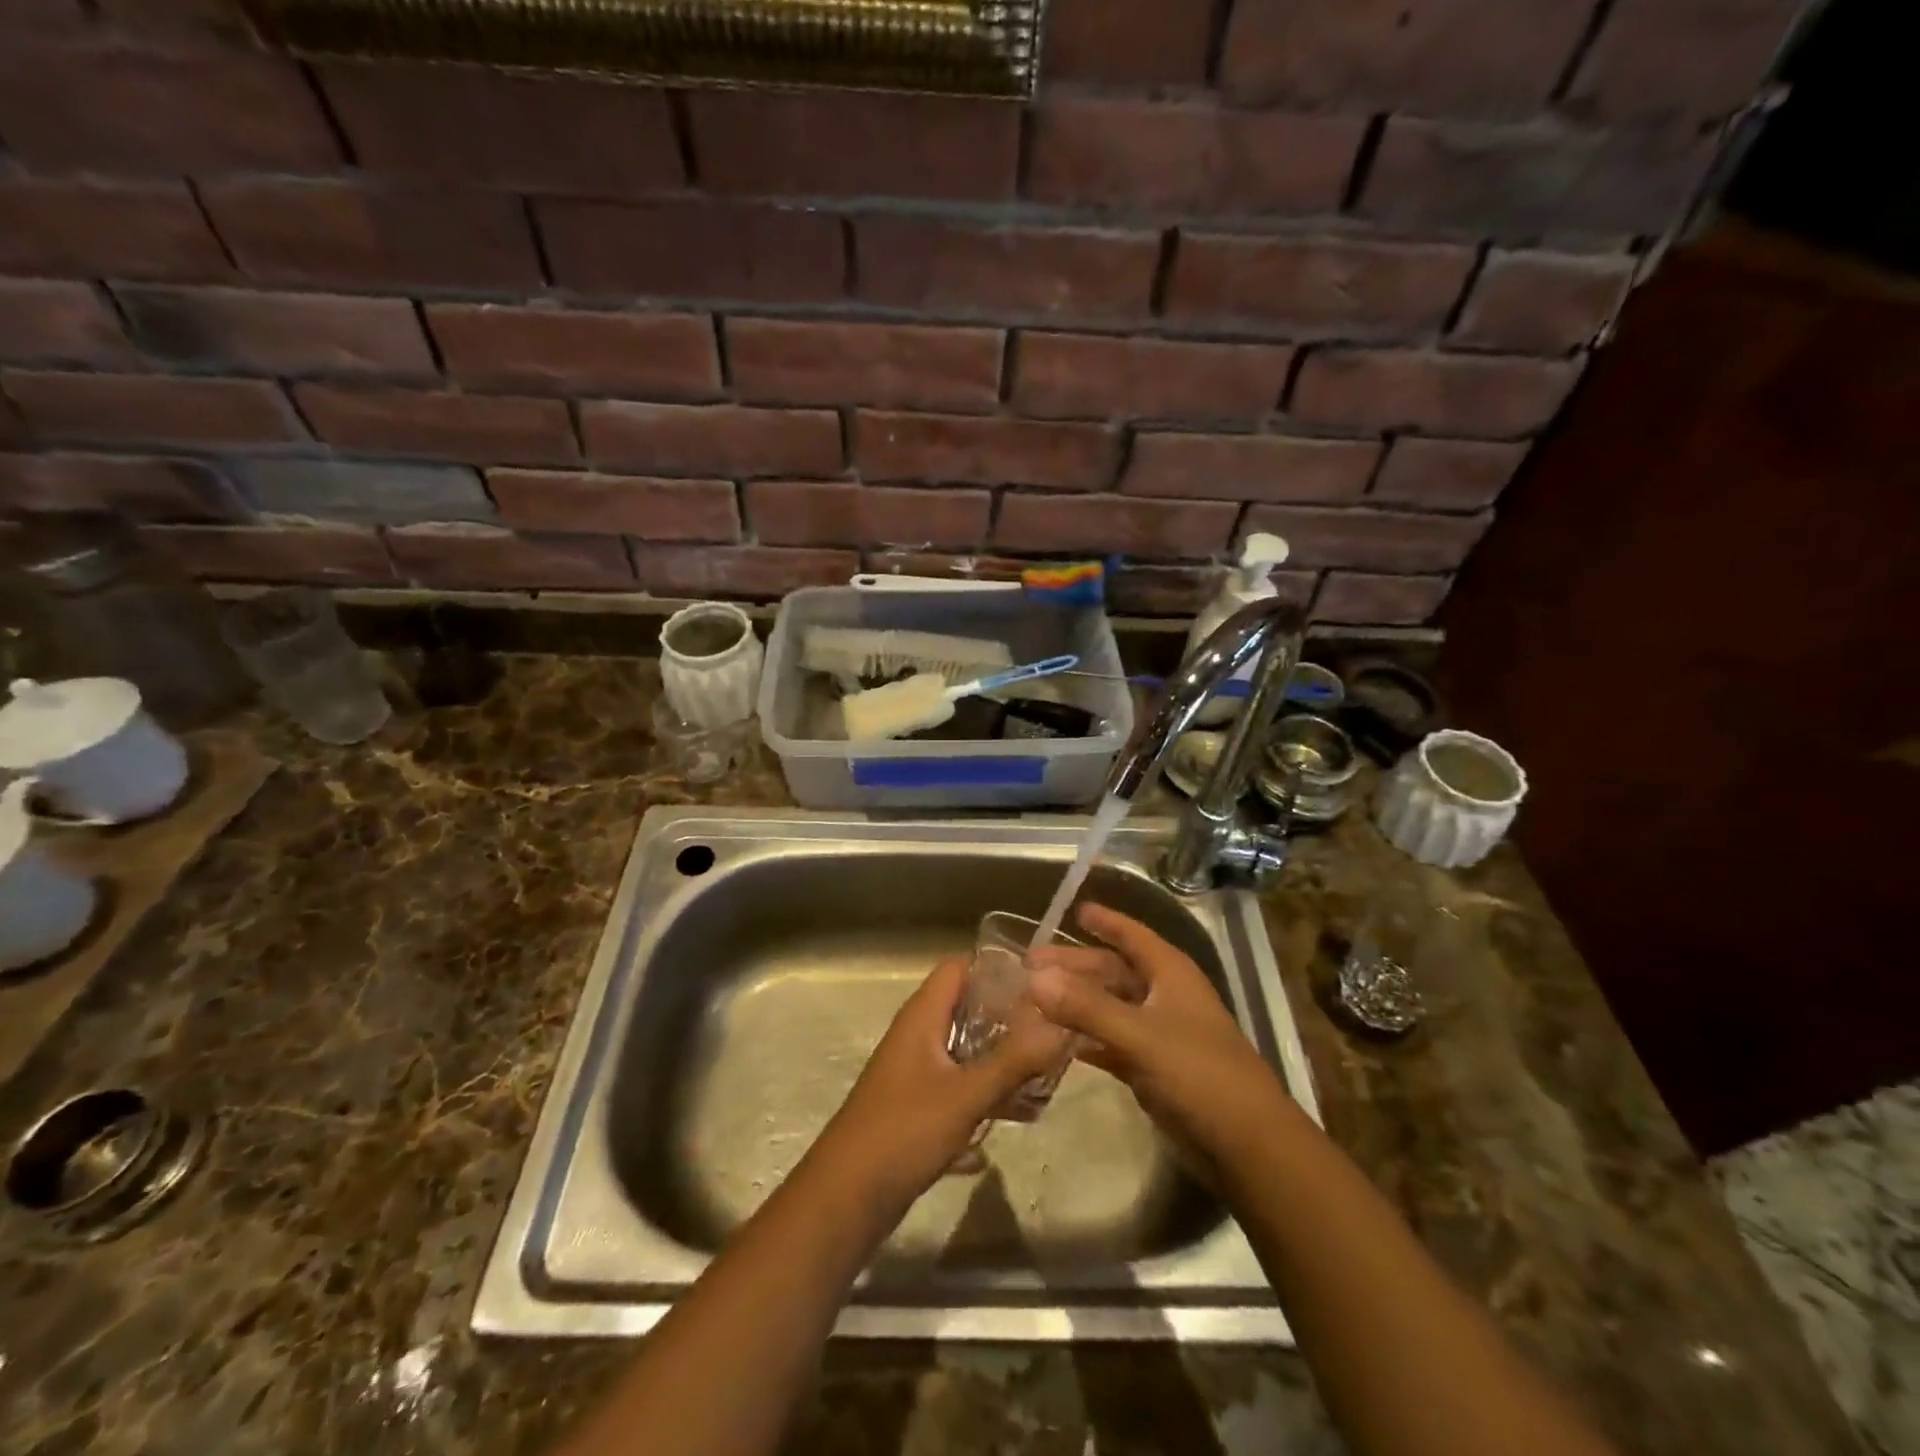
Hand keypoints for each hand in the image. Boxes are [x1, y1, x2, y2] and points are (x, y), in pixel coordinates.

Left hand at [808, 954, 1072, 1219]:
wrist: (846, 1198)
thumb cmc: (903, 1132)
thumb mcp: (965, 1095)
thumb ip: (1014, 1061)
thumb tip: (1063, 1025)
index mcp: (922, 1016)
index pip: (961, 967)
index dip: (998, 968)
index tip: (1042, 984)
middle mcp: (918, 1034)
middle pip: (969, 1007)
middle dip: (1011, 1018)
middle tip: (1055, 1030)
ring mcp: (917, 1070)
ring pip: (968, 1048)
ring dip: (1002, 1058)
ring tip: (1047, 1073)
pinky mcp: (919, 1104)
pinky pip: (960, 1083)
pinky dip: (987, 1090)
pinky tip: (1020, 1114)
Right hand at [1028, 904, 1296, 1171]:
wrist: (1247, 1144)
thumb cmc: (1199, 1073)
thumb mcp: (1140, 1035)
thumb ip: (1086, 1007)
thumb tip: (1034, 979)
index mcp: (1170, 974)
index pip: (1132, 935)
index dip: (1105, 921)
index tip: (1074, 909)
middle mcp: (1164, 996)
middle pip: (1113, 971)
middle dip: (1075, 966)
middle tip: (1029, 965)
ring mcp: (1159, 1033)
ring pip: (1109, 1007)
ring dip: (1075, 1003)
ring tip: (1032, 1001)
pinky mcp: (1152, 1068)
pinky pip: (1110, 1042)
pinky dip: (1085, 1039)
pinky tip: (1055, 1041)